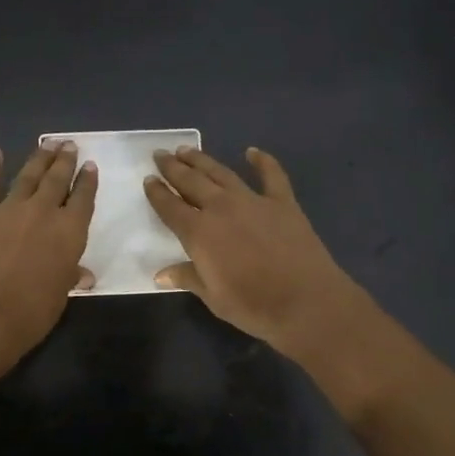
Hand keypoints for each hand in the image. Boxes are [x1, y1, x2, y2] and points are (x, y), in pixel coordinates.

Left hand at [0, 142, 97, 357]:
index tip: (89, 165)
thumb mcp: (60, 295)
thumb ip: (69, 276)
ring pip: (27, 176)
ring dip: (39, 158)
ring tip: (48, 144)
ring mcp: (8, 209)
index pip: (83, 199)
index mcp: (69, 231)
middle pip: (56, 179)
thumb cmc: (32, 312)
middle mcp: (42, 212)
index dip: (87, 182)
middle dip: (65, 161)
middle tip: (69, 145)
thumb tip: (83, 275)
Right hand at [144, 145, 367, 354]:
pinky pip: (271, 175)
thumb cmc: (253, 306)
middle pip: (191, 181)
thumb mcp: (213, 297)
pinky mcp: (283, 202)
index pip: (170, 207)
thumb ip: (188, 278)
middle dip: (173, 167)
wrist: (305, 302)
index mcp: (199, 232)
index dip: (157, 193)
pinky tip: (253, 152)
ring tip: (187, 149)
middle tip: (161, 154)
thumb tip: (161, 274)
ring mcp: (253, 201)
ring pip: (222, 173)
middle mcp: (221, 208)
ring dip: (202, 160)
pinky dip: (262, 161)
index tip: (148, 179)